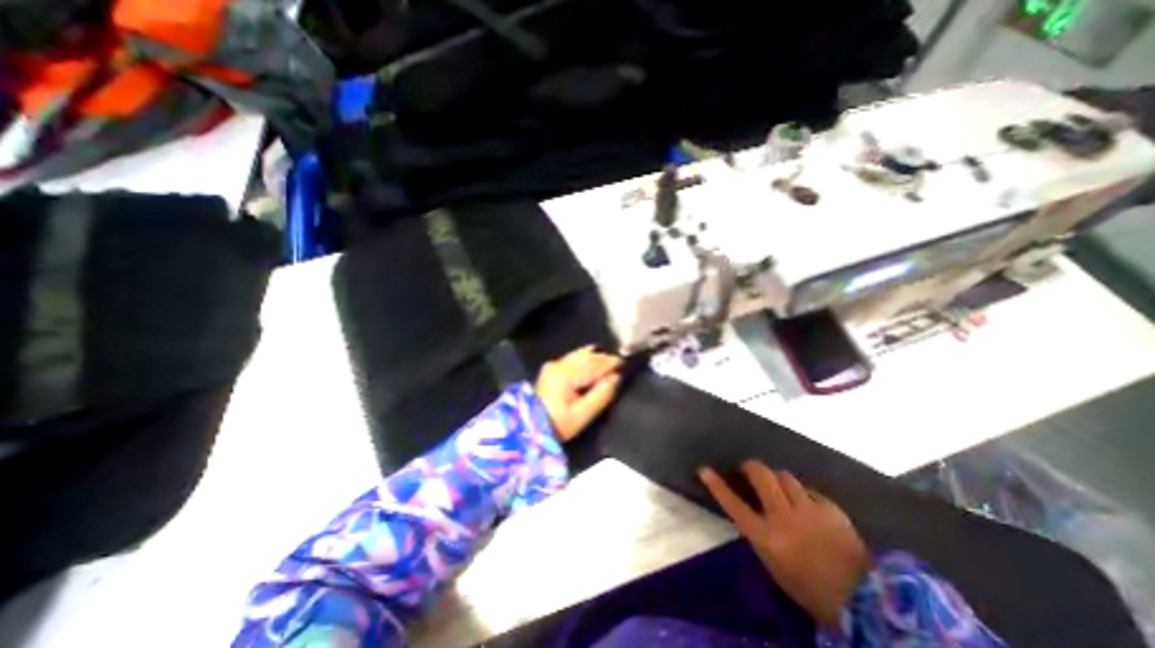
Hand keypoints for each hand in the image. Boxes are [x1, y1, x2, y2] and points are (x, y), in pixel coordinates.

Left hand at [533, 347, 622, 442]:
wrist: (531, 426)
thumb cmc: (558, 424)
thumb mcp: (582, 415)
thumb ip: (601, 395)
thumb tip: (616, 378)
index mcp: (565, 375)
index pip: (593, 364)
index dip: (610, 363)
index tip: (624, 363)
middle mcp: (558, 365)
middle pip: (586, 356)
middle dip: (603, 358)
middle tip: (619, 362)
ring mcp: (553, 365)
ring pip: (579, 354)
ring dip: (595, 357)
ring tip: (608, 361)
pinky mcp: (551, 368)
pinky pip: (573, 358)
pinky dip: (585, 358)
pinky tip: (592, 360)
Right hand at [698, 460, 870, 628]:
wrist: (865, 602)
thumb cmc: (810, 589)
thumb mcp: (775, 564)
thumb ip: (761, 533)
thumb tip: (755, 511)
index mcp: (766, 537)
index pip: (733, 504)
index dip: (717, 485)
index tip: (704, 469)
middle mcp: (783, 517)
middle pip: (761, 476)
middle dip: (751, 467)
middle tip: (749, 469)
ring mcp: (808, 510)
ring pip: (785, 477)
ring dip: (778, 479)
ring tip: (781, 488)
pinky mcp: (831, 509)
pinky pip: (809, 491)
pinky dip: (803, 494)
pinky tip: (808, 505)